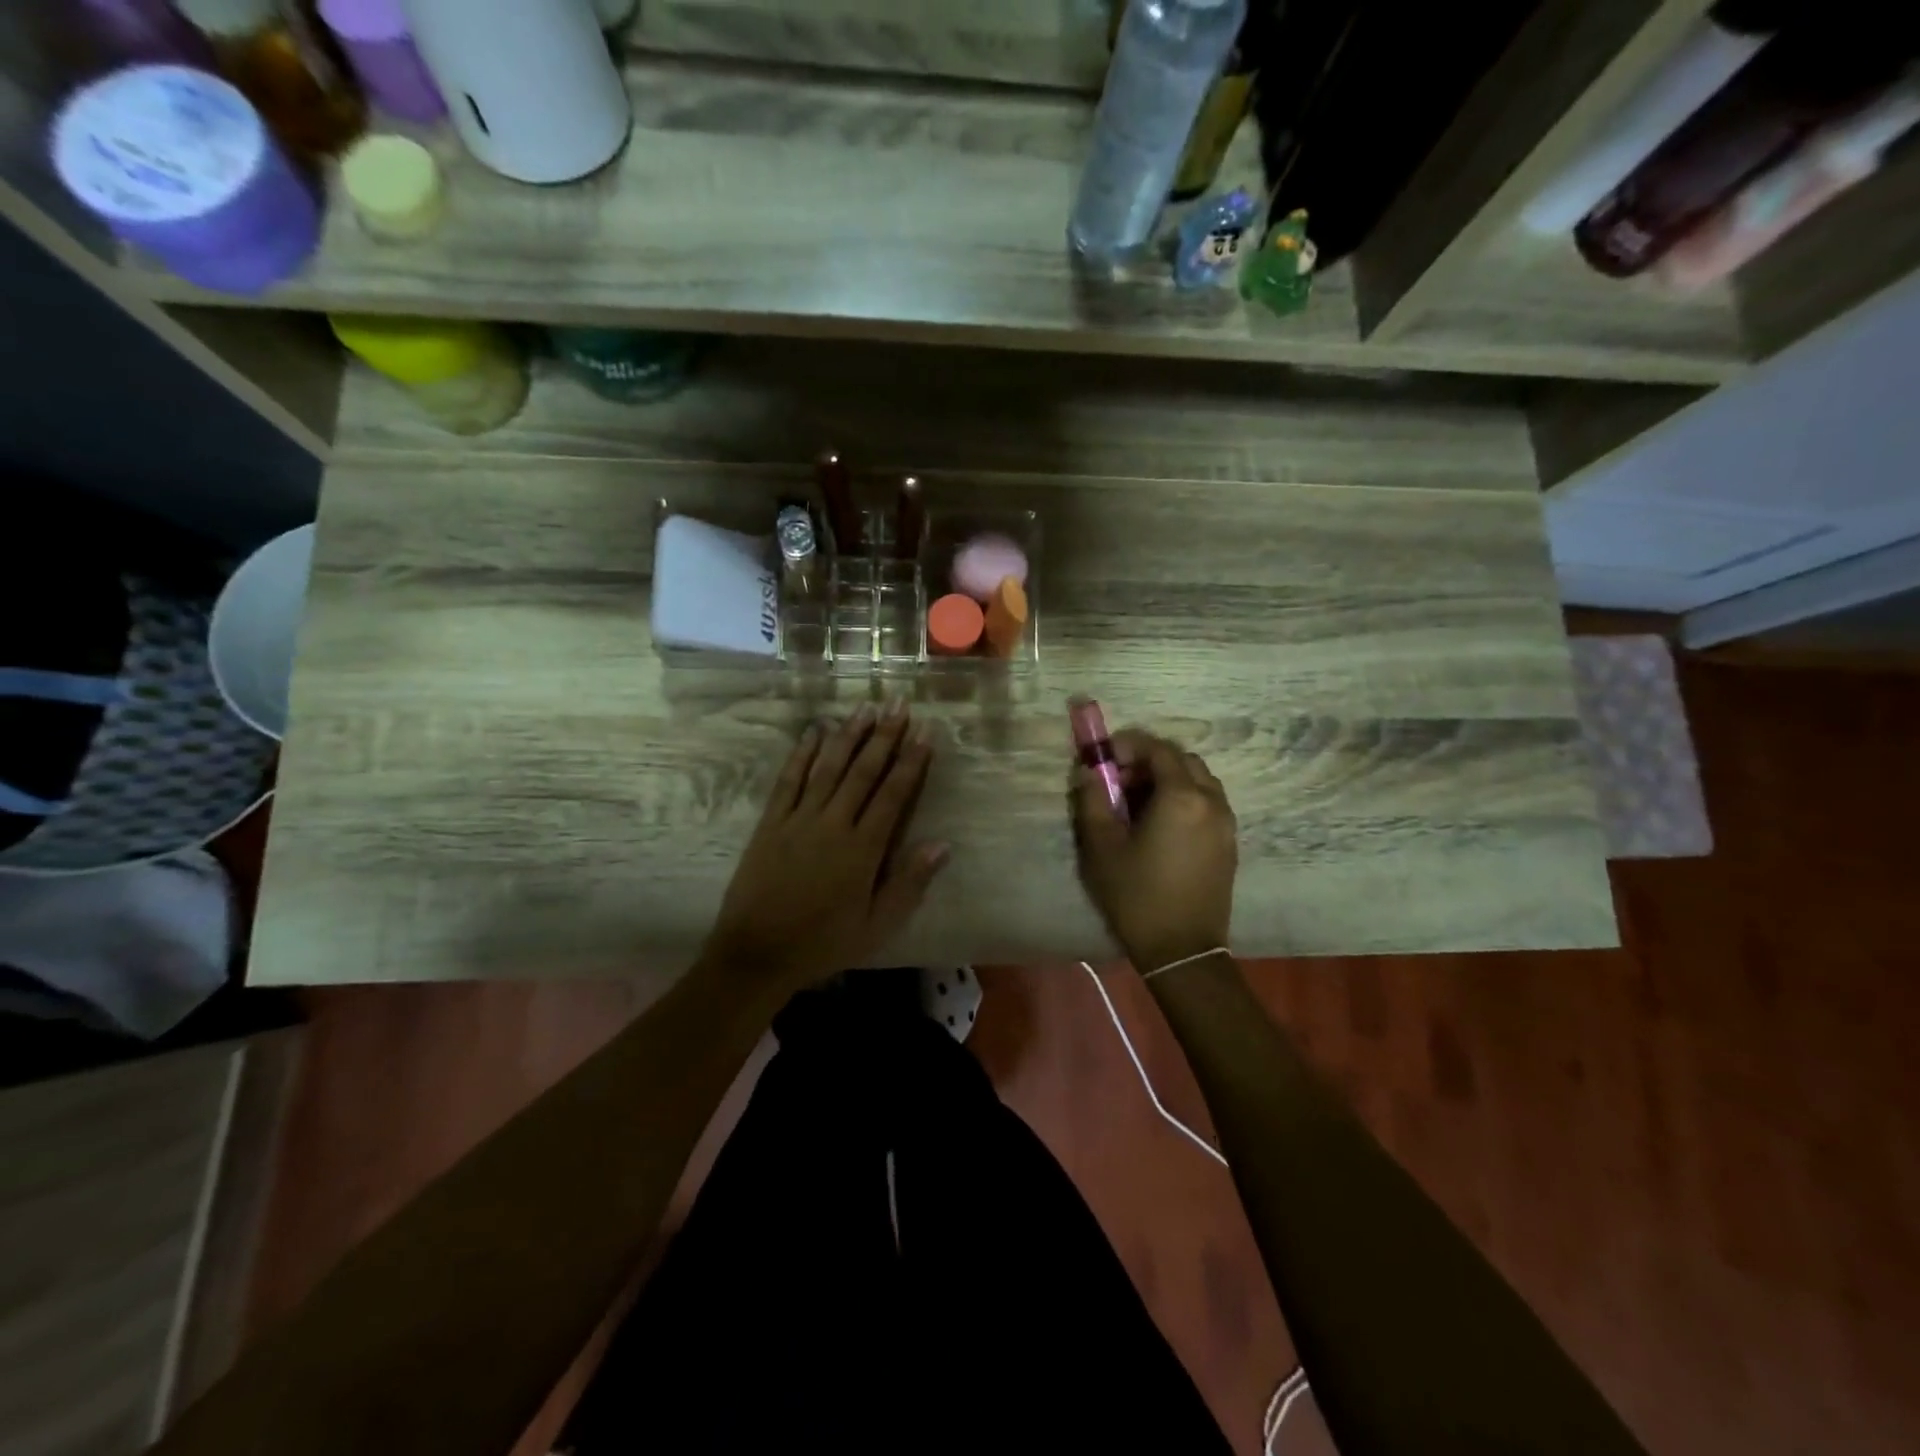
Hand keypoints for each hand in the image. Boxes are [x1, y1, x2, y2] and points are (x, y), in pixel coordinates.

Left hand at [701, 701, 947, 995]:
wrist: (757, 953)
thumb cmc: (823, 943)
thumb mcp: (876, 925)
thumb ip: (909, 883)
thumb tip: (942, 844)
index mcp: (863, 849)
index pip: (893, 795)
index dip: (911, 762)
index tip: (925, 732)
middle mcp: (833, 824)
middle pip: (863, 771)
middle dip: (884, 736)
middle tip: (899, 704)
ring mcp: (799, 819)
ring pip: (828, 767)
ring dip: (848, 735)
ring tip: (866, 708)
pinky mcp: (771, 822)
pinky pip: (789, 780)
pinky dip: (802, 753)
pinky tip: (814, 731)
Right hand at [1069, 730, 1237, 972]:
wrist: (1182, 951)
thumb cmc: (1137, 897)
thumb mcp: (1102, 847)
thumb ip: (1092, 800)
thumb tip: (1089, 772)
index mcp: (1182, 797)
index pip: (1158, 749)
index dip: (1128, 745)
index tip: (1104, 757)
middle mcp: (1211, 802)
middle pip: (1182, 760)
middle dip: (1149, 760)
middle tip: (1119, 780)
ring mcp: (1226, 823)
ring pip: (1199, 780)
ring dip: (1168, 778)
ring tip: (1138, 803)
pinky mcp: (1229, 844)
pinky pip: (1208, 803)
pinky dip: (1184, 798)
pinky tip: (1160, 825)